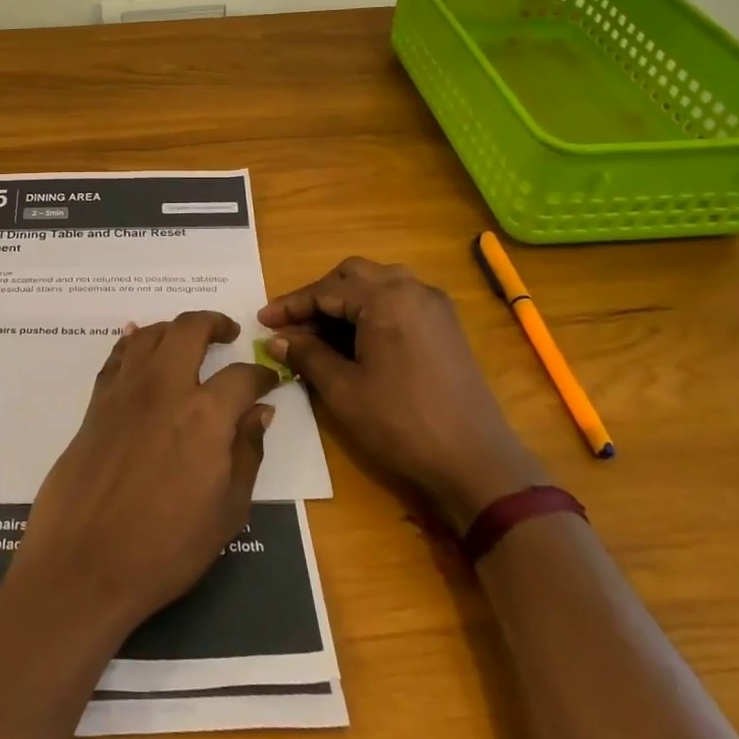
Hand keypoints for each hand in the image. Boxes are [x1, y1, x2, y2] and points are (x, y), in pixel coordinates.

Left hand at [10, 311, 277, 639]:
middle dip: (215, 323)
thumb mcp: (227, 512)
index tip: (270, 380)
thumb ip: (246, 453)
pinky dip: (132, 342)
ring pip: (150, 333)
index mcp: (205, 414)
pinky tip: (138, 344)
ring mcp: (124, 391)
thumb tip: (259, 412)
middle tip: (228, 332)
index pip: (242, 376)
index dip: (262, 375)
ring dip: (174, 328)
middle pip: (190, 329)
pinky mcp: (96, 403)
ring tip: (187, 339)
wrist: (83, 563)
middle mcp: (164, 388)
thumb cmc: (165, 548)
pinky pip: (117, 356)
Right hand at [260, 257, 544, 531]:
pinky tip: (353, 341)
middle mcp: (413, 289)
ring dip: (344, 302)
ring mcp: (434, 307)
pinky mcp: (446, 328)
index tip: (262, 321)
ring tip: (317, 332)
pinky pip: (399, 302)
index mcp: (386, 298)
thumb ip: (307, 355)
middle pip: (353, 276)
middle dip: (318, 296)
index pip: (326, 289)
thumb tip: (278, 339)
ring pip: (378, 286)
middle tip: (291, 324)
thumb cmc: (401, 422)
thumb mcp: (342, 389)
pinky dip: (370, 312)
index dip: (291, 305)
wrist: (475, 463)